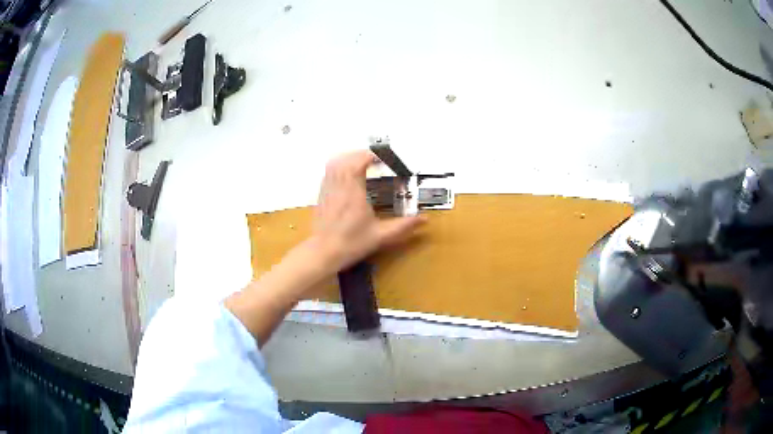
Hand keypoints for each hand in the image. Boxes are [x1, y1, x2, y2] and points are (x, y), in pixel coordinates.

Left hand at [309, 150, 424, 272]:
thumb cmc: (352, 243)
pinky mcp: (321, 196)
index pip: (358, 162)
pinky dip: (339, 168)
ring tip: (361, 164)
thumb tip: (424, 219)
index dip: (370, 156)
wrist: (324, 253)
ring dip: (348, 159)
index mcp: (353, 192)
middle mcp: (339, 186)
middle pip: (345, 159)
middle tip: (375, 160)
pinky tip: (348, 177)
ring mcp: (327, 190)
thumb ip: (403, 226)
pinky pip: (328, 173)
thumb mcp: (381, 236)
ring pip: (334, 164)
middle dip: (360, 155)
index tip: (382, 160)